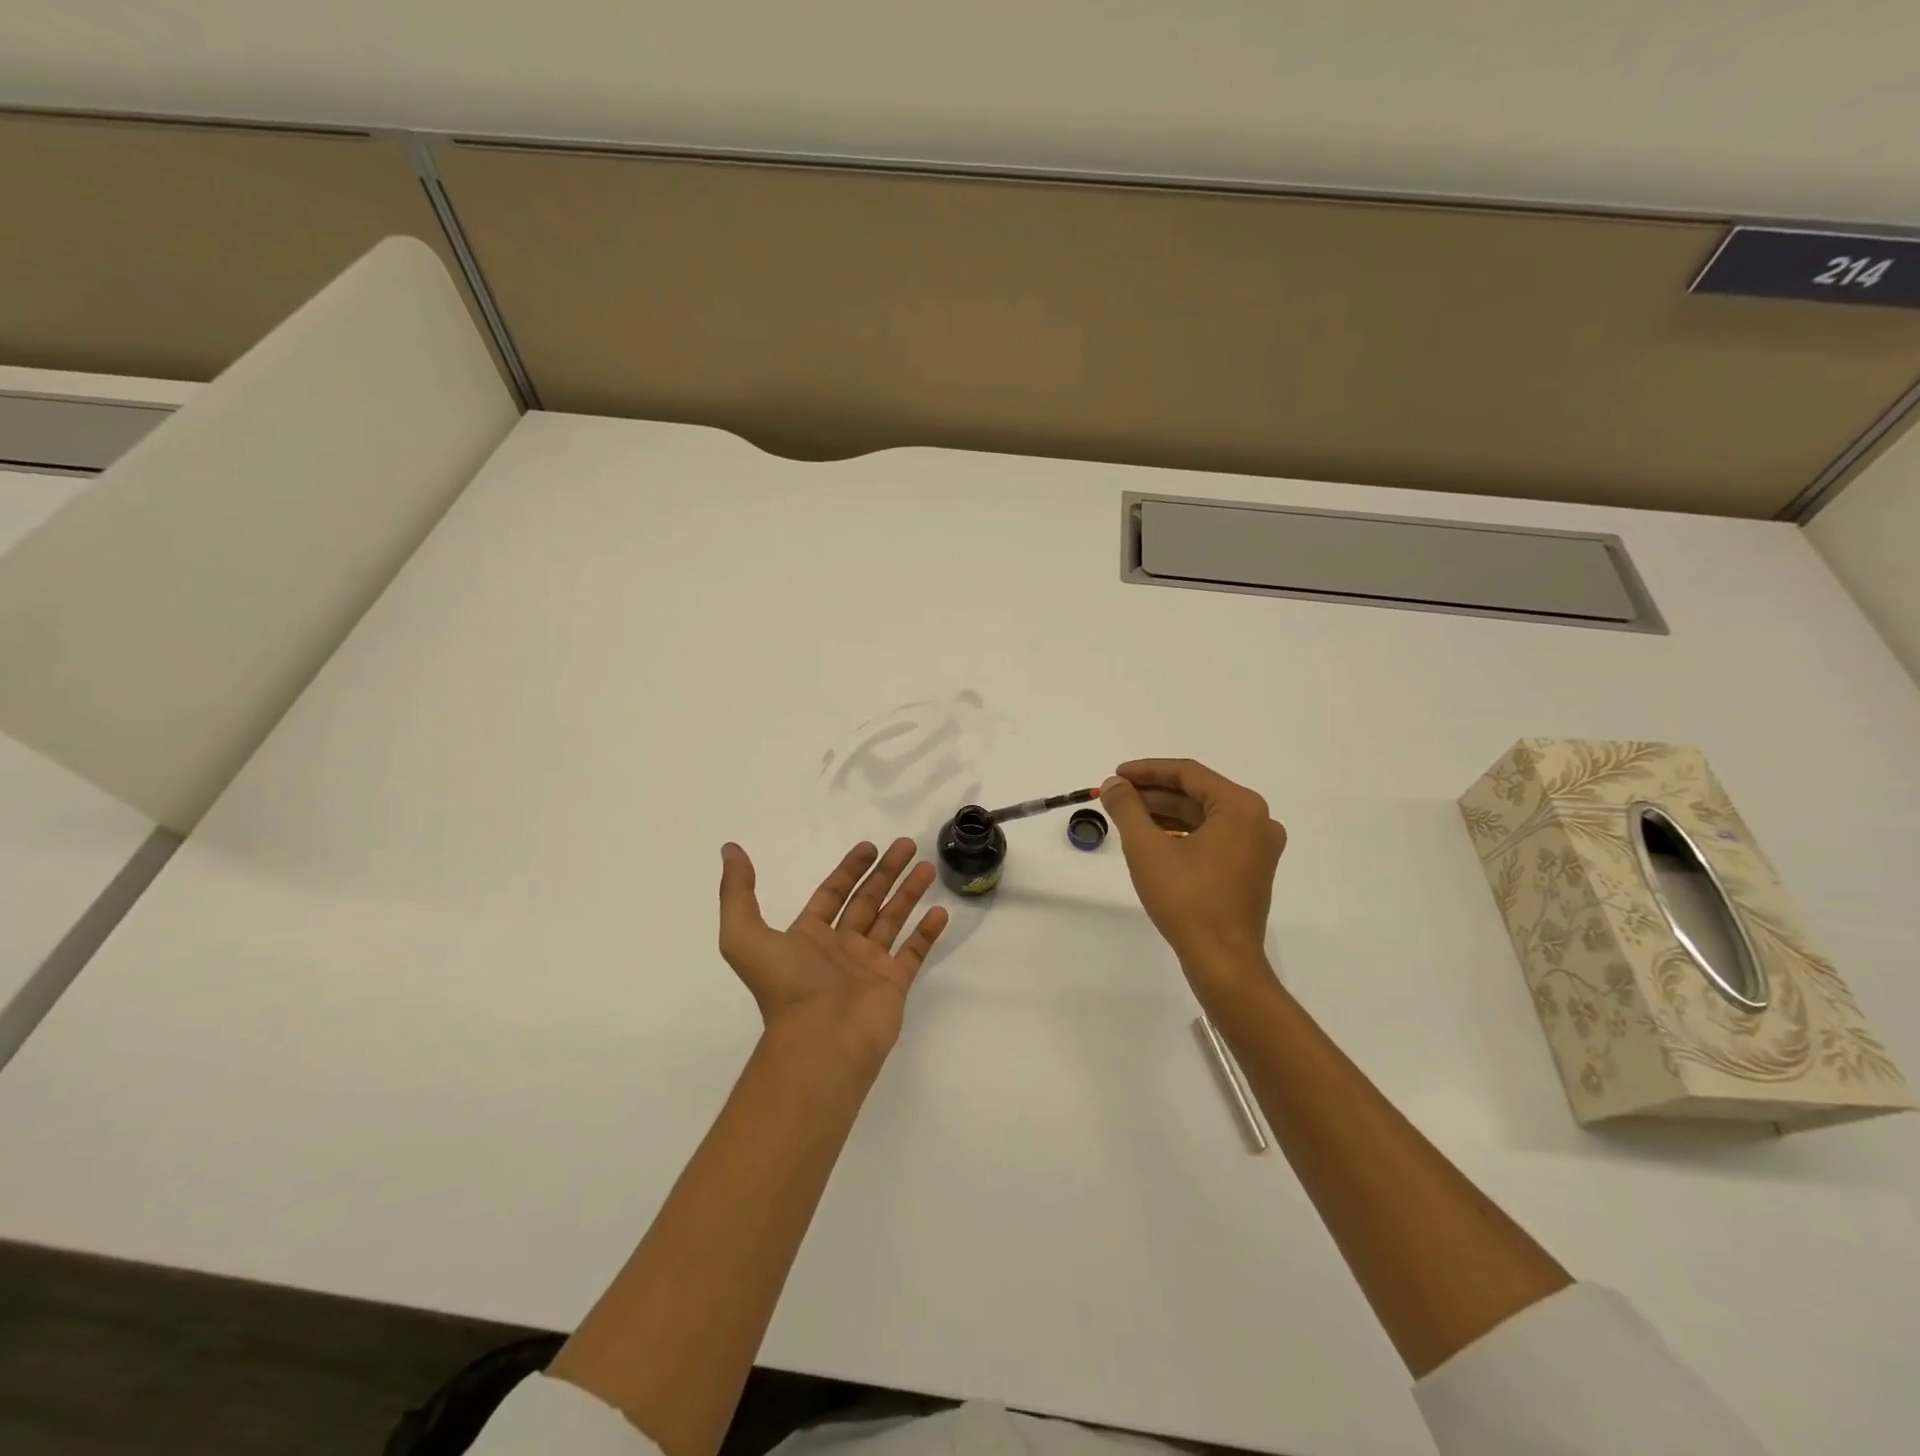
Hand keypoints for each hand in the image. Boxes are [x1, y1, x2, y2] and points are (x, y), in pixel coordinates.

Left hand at [718, 837, 948, 1067]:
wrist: (820, 1041)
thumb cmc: (787, 987)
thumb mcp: (745, 936)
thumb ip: (737, 893)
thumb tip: (730, 851)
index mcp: (808, 937)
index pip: (833, 894)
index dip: (849, 870)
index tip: (869, 846)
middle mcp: (840, 949)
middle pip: (867, 901)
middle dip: (886, 872)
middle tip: (907, 845)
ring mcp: (869, 967)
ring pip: (893, 920)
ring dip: (909, 893)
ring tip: (928, 867)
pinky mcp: (893, 985)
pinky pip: (913, 952)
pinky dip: (926, 933)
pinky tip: (940, 911)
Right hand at [1099, 759, 1286, 985]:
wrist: (1222, 960)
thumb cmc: (1186, 899)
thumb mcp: (1147, 848)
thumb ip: (1127, 808)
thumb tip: (1114, 785)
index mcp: (1241, 807)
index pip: (1188, 773)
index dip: (1147, 770)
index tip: (1116, 775)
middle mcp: (1257, 821)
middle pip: (1197, 793)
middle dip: (1154, 793)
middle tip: (1117, 795)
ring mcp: (1258, 847)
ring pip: (1204, 816)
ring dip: (1165, 813)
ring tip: (1127, 815)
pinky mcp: (1250, 869)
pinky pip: (1212, 837)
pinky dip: (1182, 833)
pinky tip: (1153, 838)